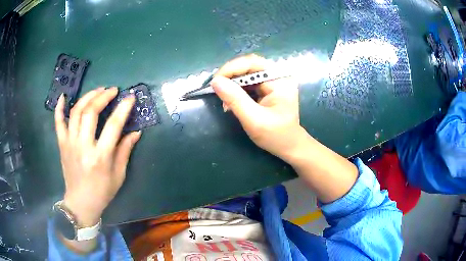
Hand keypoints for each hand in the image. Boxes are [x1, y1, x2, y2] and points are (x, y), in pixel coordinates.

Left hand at [54, 88, 140, 226]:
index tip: (130, 97)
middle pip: (91, 112)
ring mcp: (70, 143)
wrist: (81, 203)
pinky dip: (59, 108)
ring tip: (97, 91)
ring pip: (76, 112)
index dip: (123, 108)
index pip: (113, 125)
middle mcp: (83, 146)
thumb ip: (125, 151)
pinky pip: (58, 122)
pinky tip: (63, 97)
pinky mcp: (62, 144)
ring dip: (87, 97)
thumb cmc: (102, 192)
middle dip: (103, 96)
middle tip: (112, 90)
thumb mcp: (118, 175)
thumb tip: (135, 131)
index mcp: (100, 157)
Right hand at [212, 54, 305, 161]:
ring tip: (224, 100)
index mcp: (280, 80)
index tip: (215, 81)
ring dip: (232, 84)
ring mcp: (273, 80)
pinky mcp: (268, 87)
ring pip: (246, 73)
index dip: (231, 68)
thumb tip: (215, 81)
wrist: (289, 145)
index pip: (253, 62)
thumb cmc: (275, 135)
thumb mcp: (254, 119)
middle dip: (230, 76)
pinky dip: (237, 90)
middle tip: (216, 89)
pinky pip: (248, 82)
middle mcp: (278, 75)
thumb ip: (235, 99)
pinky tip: (231, 101)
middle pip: (248, 65)